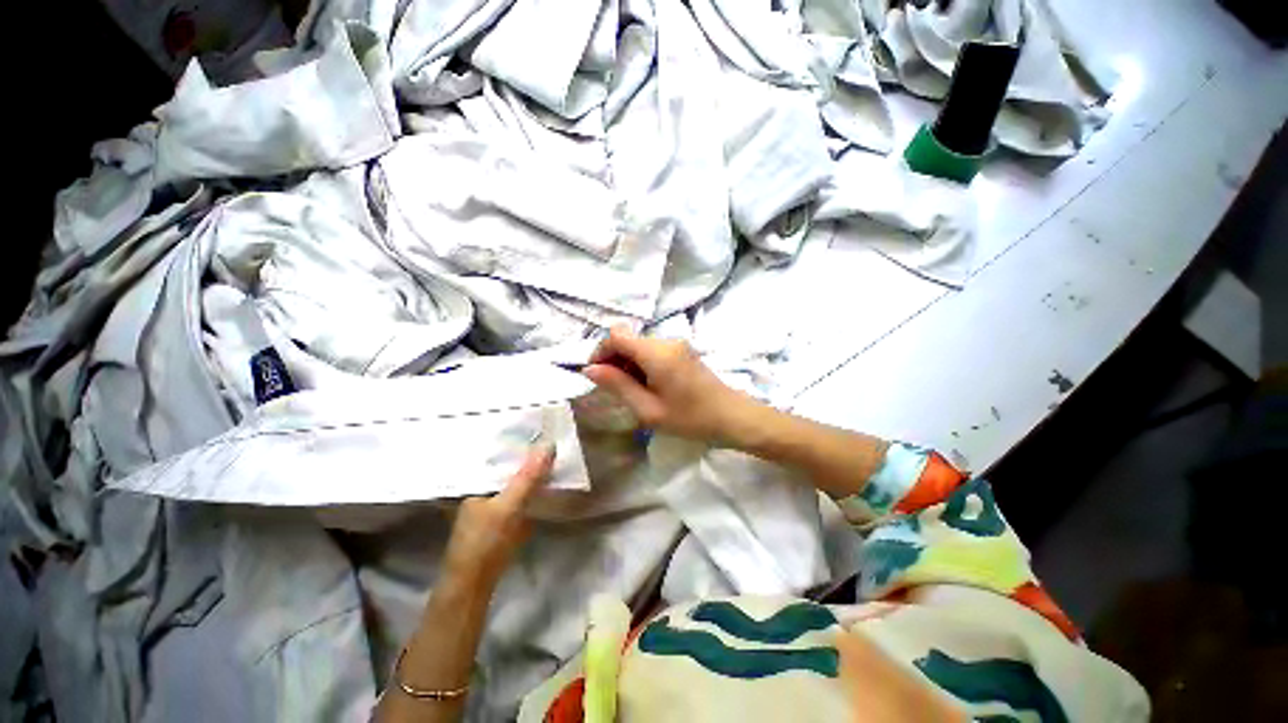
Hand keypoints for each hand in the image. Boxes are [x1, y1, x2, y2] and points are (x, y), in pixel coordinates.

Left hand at [442, 444, 554, 585]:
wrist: (474, 585)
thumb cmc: (485, 541)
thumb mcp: (509, 506)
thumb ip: (527, 477)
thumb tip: (548, 445)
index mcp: (476, 482)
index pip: (498, 454)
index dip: (517, 442)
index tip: (538, 428)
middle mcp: (480, 489)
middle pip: (507, 468)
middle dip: (526, 456)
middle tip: (550, 439)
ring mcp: (489, 505)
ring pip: (513, 482)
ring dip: (530, 473)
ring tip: (550, 455)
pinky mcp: (499, 519)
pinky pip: (517, 496)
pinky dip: (530, 490)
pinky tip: (543, 484)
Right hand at [581, 326, 755, 443]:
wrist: (732, 417)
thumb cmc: (690, 419)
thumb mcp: (648, 409)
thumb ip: (617, 385)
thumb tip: (589, 369)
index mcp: (657, 353)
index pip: (616, 335)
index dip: (599, 352)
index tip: (596, 376)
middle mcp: (666, 341)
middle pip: (627, 339)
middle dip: (613, 360)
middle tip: (615, 389)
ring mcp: (676, 344)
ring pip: (638, 345)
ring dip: (628, 363)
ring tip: (633, 392)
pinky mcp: (682, 350)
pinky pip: (652, 350)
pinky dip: (642, 364)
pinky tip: (648, 386)